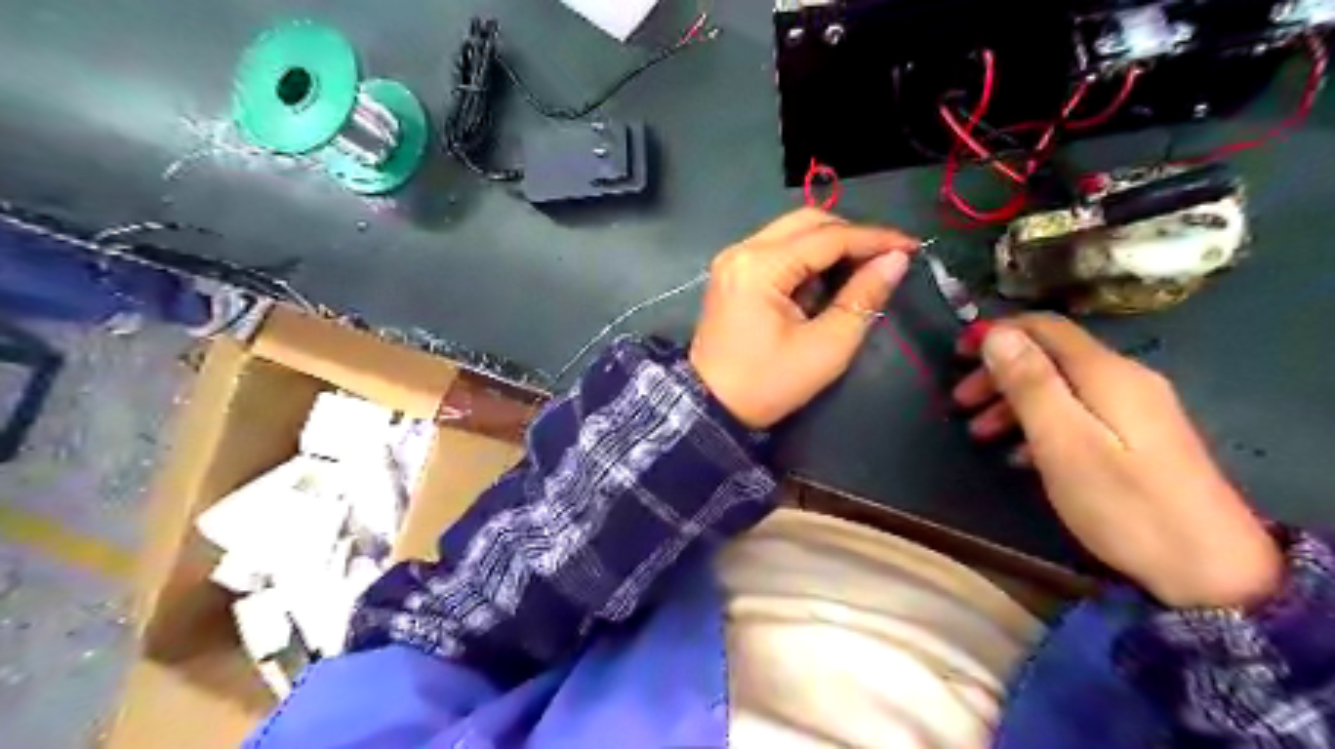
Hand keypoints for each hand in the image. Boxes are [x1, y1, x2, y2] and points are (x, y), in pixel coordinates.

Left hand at [689, 212, 918, 430]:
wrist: (710, 408)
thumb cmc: (768, 384)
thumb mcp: (826, 347)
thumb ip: (862, 298)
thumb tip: (896, 261)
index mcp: (760, 266)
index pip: (828, 237)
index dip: (874, 239)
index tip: (912, 247)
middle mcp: (742, 250)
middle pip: (807, 221)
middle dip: (851, 236)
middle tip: (884, 259)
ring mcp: (733, 260)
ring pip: (792, 232)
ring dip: (829, 246)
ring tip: (859, 272)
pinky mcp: (732, 274)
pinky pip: (777, 250)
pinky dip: (806, 259)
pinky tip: (825, 282)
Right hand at [948, 313, 1282, 606]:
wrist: (1212, 569)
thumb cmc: (1123, 503)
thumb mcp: (1064, 442)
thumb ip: (1030, 383)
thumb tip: (997, 333)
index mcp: (1105, 373)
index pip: (1044, 327)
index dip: (996, 332)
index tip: (957, 356)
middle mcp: (1123, 378)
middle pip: (1049, 356)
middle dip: (998, 372)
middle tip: (960, 403)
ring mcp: (1134, 409)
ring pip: (1059, 386)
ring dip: (1012, 402)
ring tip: (979, 434)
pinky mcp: (1138, 438)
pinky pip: (1076, 413)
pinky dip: (1038, 424)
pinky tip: (1019, 455)